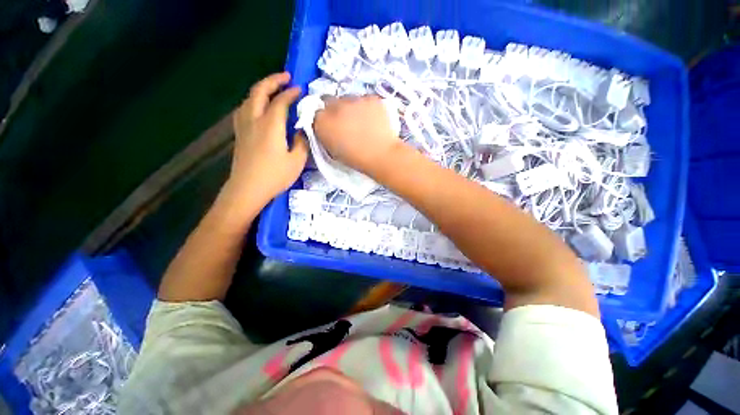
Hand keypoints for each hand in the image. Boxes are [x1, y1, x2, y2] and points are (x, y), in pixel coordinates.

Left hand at [228, 72, 307, 207]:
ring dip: (261, 89)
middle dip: (272, 81)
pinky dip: (252, 101)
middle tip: (285, 77)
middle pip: (259, 91)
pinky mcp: (240, 134)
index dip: (291, 93)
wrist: (248, 189)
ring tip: (272, 90)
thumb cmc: (274, 176)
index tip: (301, 90)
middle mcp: (254, 120)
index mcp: (270, 125)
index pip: (280, 101)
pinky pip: (244, 109)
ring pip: (249, 98)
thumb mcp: (296, 161)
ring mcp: (244, 126)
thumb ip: (302, 142)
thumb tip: (302, 130)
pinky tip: (257, 107)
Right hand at [314, 95, 400, 174]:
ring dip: (351, 107)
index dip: (323, 118)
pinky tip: (373, 118)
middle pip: (329, 100)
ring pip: (349, 98)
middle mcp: (335, 107)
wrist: (381, 155)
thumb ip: (327, 135)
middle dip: (334, 109)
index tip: (331, 125)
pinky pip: (365, 99)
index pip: (316, 113)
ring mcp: (355, 100)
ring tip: (362, 120)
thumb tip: (328, 127)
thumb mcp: (333, 151)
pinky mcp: (371, 98)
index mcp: (323, 123)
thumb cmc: (356, 159)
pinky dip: (367, 107)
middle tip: (345, 121)